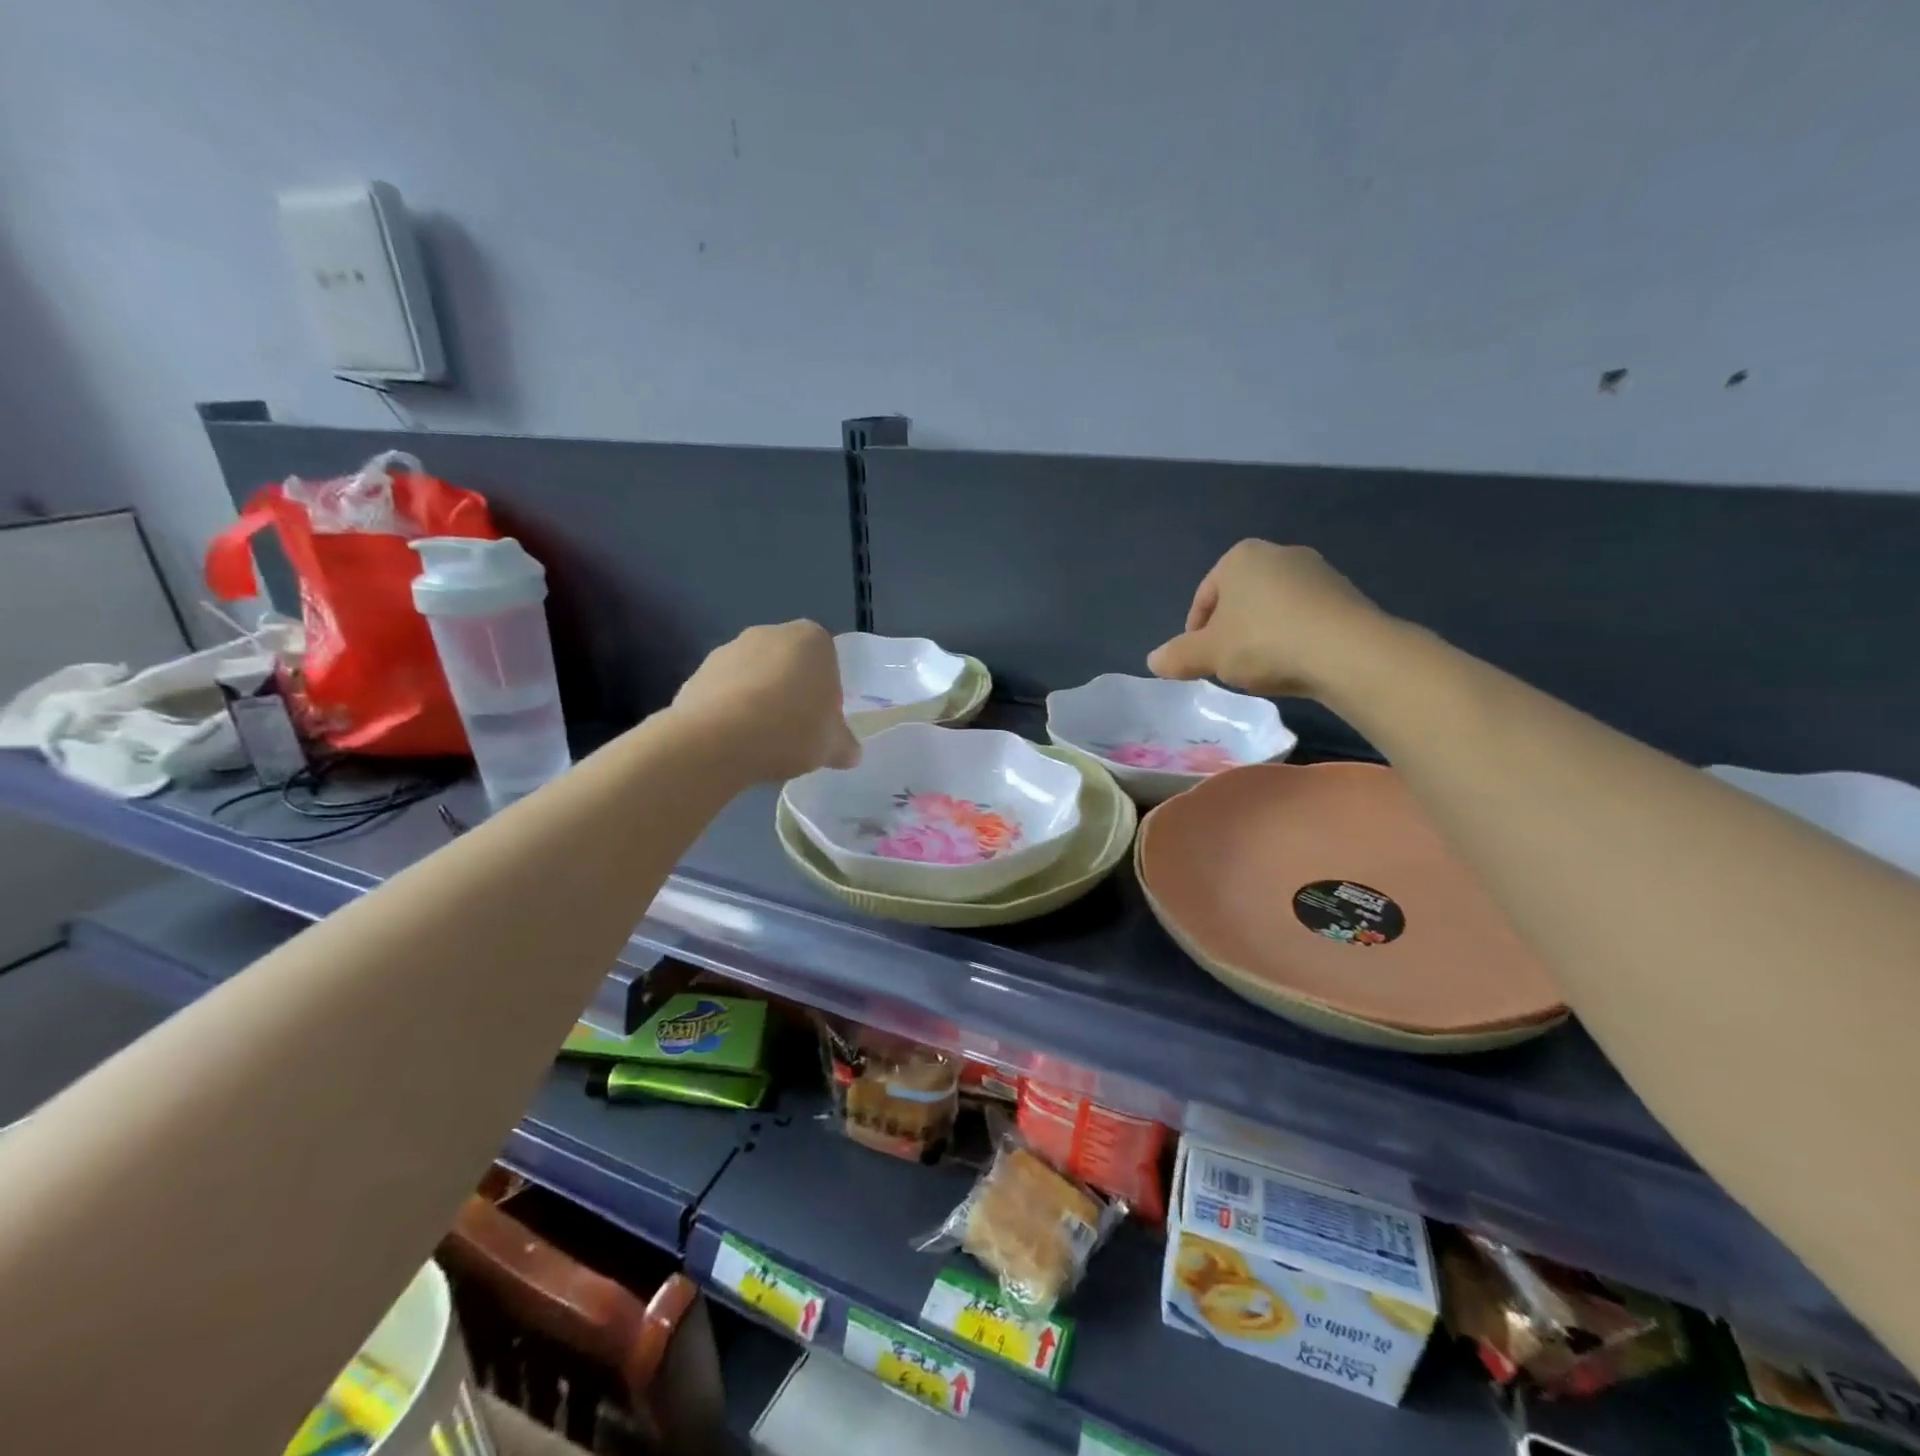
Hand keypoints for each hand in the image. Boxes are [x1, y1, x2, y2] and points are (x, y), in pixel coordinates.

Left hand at [673, 621, 860, 781]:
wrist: (715, 741)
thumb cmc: (790, 730)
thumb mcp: (832, 746)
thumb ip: (845, 745)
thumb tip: (851, 753)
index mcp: (812, 639)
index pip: (828, 661)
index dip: (827, 693)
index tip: (821, 722)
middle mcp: (769, 633)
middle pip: (789, 665)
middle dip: (791, 692)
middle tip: (794, 732)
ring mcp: (728, 650)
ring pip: (754, 677)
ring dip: (759, 701)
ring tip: (760, 741)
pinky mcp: (697, 673)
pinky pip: (725, 693)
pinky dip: (730, 711)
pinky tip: (733, 741)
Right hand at [1147, 541, 1392, 697]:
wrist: (1346, 651)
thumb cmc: (1263, 641)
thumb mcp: (1208, 654)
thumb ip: (1177, 656)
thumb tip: (1153, 661)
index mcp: (1240, 557)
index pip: (1205, 595)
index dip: (1195, 631)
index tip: (1198, 660)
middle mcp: (1279, 553)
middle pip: (1240, 599)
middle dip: (1230, 631)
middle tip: (1227, 664)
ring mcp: (1317, 572)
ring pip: (1273, 608)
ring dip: (1262, 635)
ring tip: (1261, 669)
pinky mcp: (1346, 595)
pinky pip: (1305, 618)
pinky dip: (1293, 639)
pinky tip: (1294, 665)